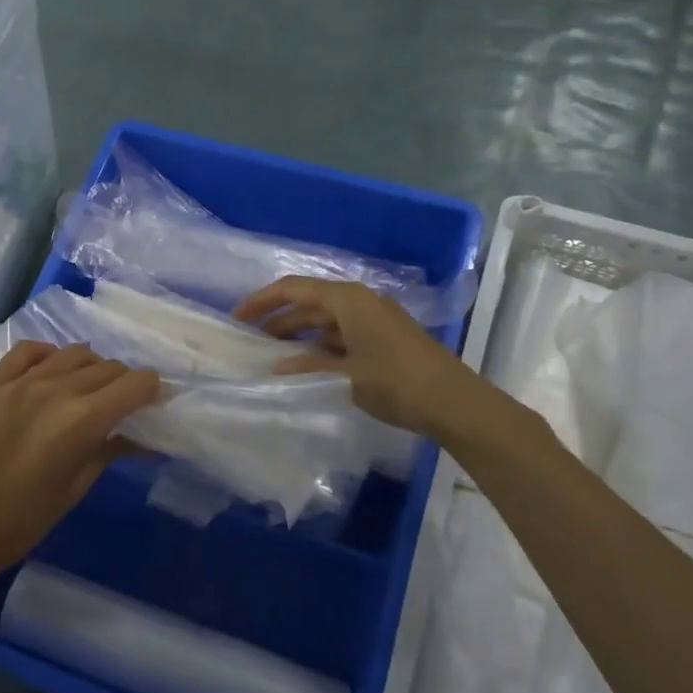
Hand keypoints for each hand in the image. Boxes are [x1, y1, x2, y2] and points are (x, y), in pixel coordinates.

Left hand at [0, 342, 159, 582]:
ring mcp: (20, 382)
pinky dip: (49, 354)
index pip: (134, 384)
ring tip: (91, 389)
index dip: (152, 390)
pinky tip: (53, 369)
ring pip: (73, 353)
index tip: (154, 402)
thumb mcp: (77, 488)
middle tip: (126, 403)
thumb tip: (142, 436)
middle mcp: (55, 390)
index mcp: (81, 421)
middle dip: (125, 382)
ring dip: (92, 366)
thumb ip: (110, 451)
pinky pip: (28, 351)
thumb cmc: (24, 520)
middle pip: (107, 367)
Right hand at [234, 276, 494, 439]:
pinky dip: (320, 346)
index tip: (237, 319)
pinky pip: (341, 335)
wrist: (454, 403)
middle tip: (250, 342)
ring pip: (325, 321)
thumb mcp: (344, 377)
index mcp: (348, 300)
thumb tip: (274, 367)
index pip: (294, 289)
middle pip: (309, 303)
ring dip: (298, 335)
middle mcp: (360, 303)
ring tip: (271, 356)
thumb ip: (306, 368)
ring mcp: (374, 321)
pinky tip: (305, 366)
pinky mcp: (383, 340)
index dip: (262, 301)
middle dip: (278, 320)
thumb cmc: (396, 382)